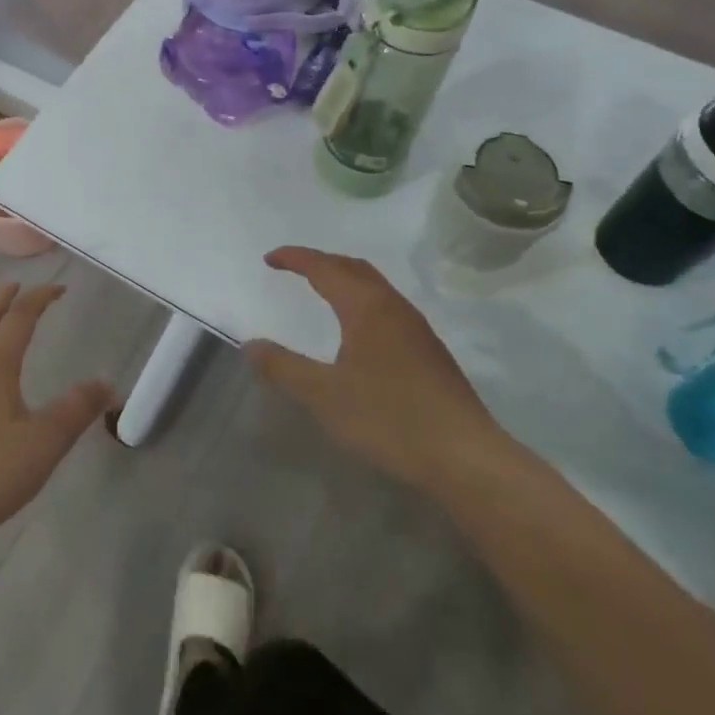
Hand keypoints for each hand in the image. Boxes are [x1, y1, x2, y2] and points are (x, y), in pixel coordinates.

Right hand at [247, 247, 503, 485]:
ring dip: (345, 279)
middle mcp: (393, 306)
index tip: (269, 259)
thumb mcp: (325, 396)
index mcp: (366, 307)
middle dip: (321, 261)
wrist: (464, 455)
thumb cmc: (389, 419)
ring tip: (322, 291)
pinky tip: (358, 330)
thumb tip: (250, 345)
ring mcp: (416, 327)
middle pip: (353, 267)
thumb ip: (284, 368)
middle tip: (293, 269)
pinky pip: (387, 306)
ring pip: (375, 286)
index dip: (295, 258)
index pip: (324, 267)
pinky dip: (362, 299)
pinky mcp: (429, 350)